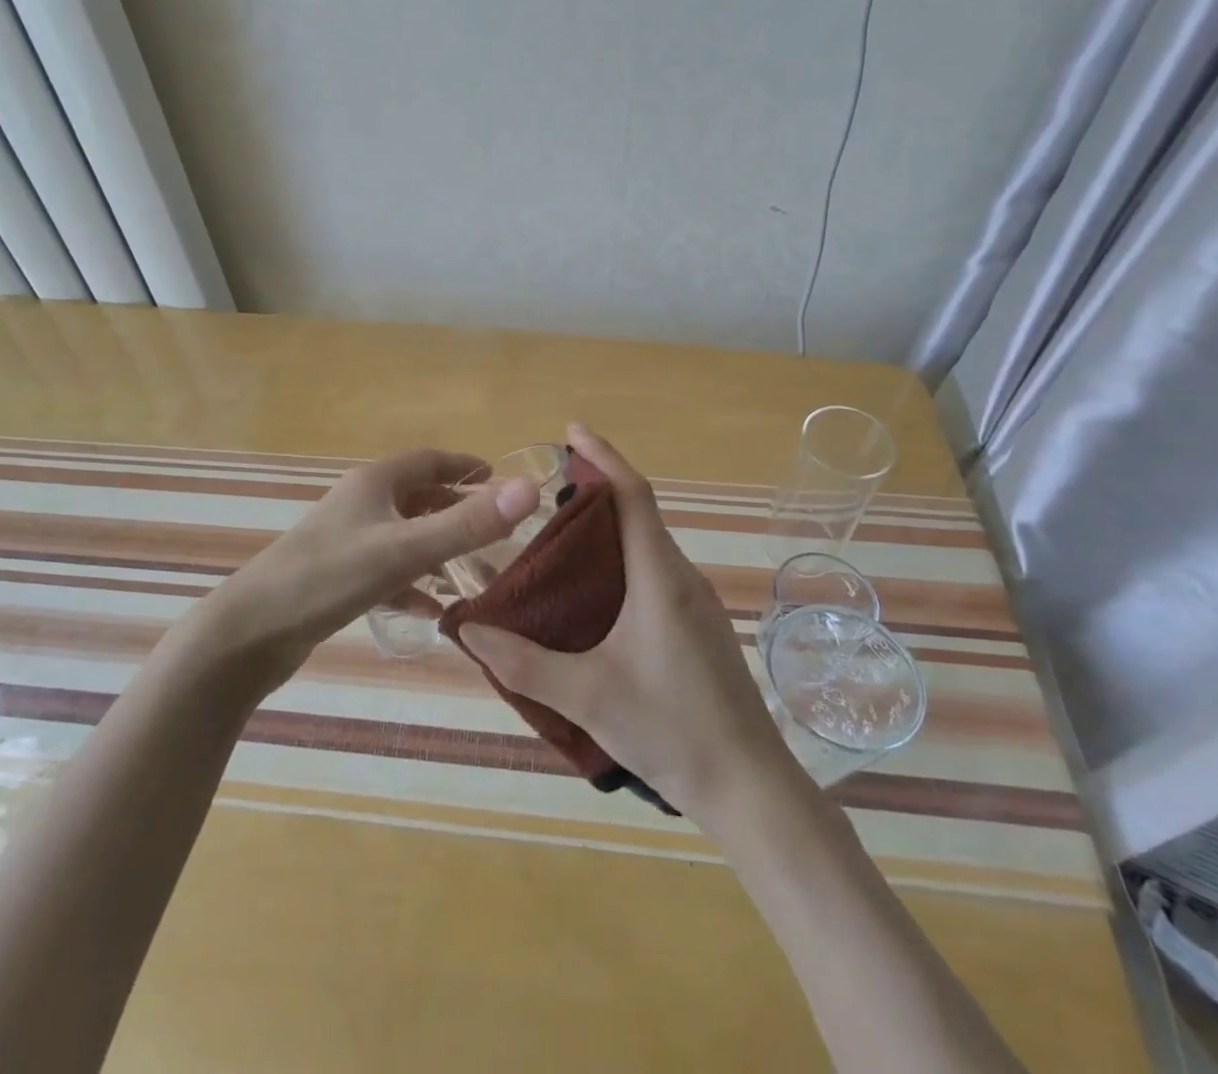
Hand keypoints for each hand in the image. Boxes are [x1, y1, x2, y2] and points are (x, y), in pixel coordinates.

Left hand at [204, 448, 538, 687]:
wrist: (250, 632)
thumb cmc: (330, 577)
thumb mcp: (405, 550)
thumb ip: (468, 524)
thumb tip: (530, 488)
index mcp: (375, 483)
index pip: (430, 460)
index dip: (466, 467)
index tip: (500, 480)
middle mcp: (360, 503)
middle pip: (418, 497)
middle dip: (457, 511)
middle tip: (496, 531)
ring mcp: (345, 540)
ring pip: (403, 535)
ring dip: (437, 549)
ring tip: (474, 572)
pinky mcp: (336, 576)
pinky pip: (386, 571)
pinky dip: (412, 584)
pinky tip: (431, 611)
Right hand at [459, 423, 792, 819]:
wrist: (749, 788)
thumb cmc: (671, 730)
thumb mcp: (586, 696)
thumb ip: (522, 661)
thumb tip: (468, 626)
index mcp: (659, 577)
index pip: (633, 494)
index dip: (603, 456)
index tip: (572, 430)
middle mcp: (681, 578)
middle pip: (638, 514)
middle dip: (596, 490)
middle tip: (546, 491)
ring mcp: (695, 604)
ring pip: (646, 546)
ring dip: (608, 529)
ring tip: (559, 538)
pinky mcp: (698, 628)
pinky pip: (654, 574)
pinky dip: (620, 561)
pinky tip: (592, 594)